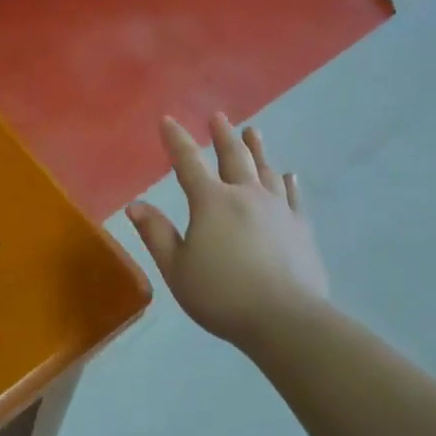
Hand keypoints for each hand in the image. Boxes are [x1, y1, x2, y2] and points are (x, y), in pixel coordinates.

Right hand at [127, 114, 328, 346]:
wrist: (285, 318)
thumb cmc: (222, 295)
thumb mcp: (177, 269)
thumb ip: (156, 234)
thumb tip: (135, 205)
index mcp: (211, 202)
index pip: (188, 163)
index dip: (176, 140)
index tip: (167, 121)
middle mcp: (246, 195)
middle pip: (233, 156)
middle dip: (222, 135)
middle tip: (218, 117)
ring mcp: (278, 208)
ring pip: (265, 169)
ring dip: (256, 148)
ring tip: (253, 131)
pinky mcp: (300, 226)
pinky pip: (293, 195)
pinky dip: (287, 181)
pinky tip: (288, 175)